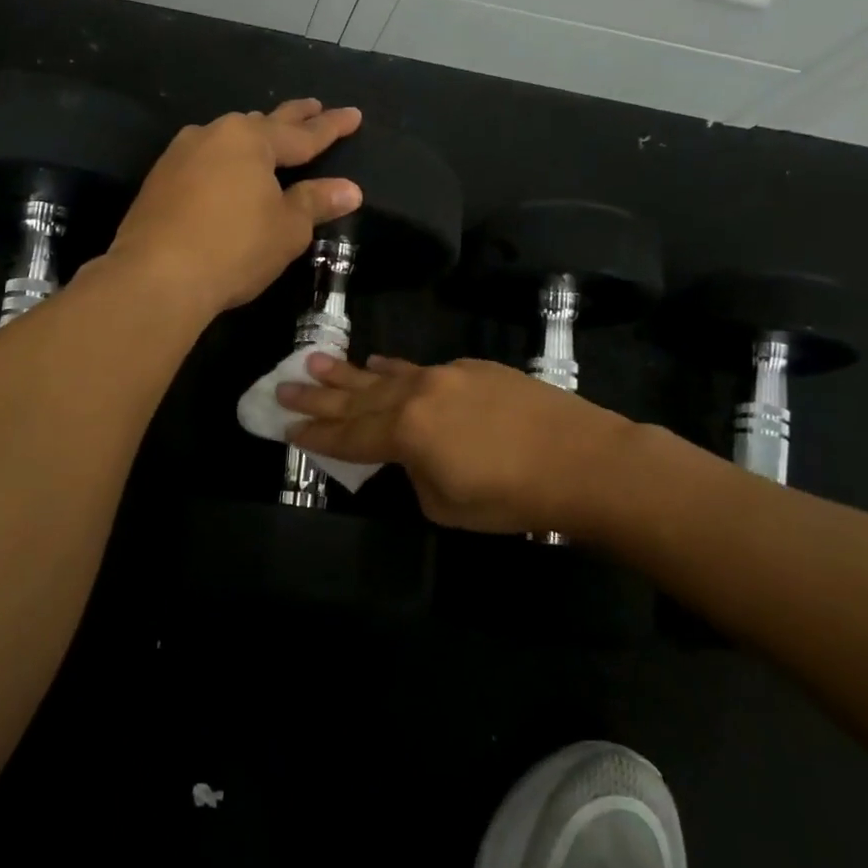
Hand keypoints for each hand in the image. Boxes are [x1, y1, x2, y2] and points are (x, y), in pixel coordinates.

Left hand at [107, 100, 362, 316]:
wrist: (156, 276)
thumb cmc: (234, 248)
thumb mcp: (286, 229)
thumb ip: (315, 203)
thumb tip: (349, 189)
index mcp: (251, 140)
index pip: (303, 134)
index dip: (331, 127)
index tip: (353, 114)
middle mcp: (213, 135)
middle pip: (262, 124)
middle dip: (292, 117)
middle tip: (313, 106)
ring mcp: (180, 156)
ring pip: (227, 139)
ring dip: (251, 137)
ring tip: (269, 135)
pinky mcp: (158, 181)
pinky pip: (203, 161)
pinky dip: (223, 162)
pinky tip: (224, 170)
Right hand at [279, 354, 644, 536]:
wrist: (584, 460)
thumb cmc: (512, 496)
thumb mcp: (447, 505)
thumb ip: (415, 475)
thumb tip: (412, 457)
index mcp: (405, 434)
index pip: (347, 437)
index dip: (314, 436)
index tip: (285, 428)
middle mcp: (416, 396)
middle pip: (355, 399)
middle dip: (317, 397)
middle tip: (283, 387)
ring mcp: (445, 376)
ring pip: (384, 375)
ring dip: (347, 372)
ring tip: (314, 361)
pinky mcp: (472, 368)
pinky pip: (419, 368)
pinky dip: (393, 369)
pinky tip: (378, 364)